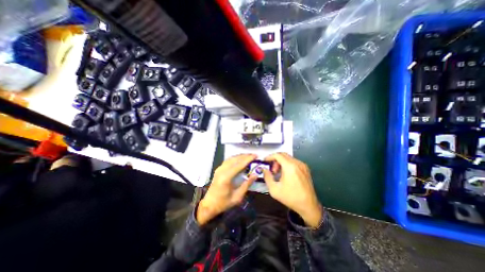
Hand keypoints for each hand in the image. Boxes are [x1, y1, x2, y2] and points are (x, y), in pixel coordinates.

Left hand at [196, 153, 258, 224]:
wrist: (209, 204)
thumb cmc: (224, 202)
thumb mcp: (237, 197)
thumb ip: (247, 184)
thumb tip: (255, 175)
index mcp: (226, 177)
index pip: (239, 165)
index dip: (248, 159)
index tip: (255, 156)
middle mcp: (222, 170)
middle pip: (235, 159)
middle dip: (245, 156)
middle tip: (254, 155)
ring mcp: (219, 169)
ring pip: (231, 158)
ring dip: (240, 156)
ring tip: (249, 156)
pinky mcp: (218, 169)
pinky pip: (228, 160)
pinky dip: (235, 158)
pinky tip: (240, 159)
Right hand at [262, 153, 320, 226]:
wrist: (308, 206)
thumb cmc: (291, 198)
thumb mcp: (274, 190)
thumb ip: (267, 177)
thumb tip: (264, 169)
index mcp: (290, 167)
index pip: (278, 155)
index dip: (270, 157)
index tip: (265, 161)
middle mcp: (297, 163)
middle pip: (283, 155)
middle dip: (275, 160)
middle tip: (272, 170)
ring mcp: (303, 165)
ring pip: (289, 158)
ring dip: (281, 162)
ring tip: (278, 173)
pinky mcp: (305, 169)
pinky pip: (294, 162)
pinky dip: (287, 164)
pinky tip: (286, 174)